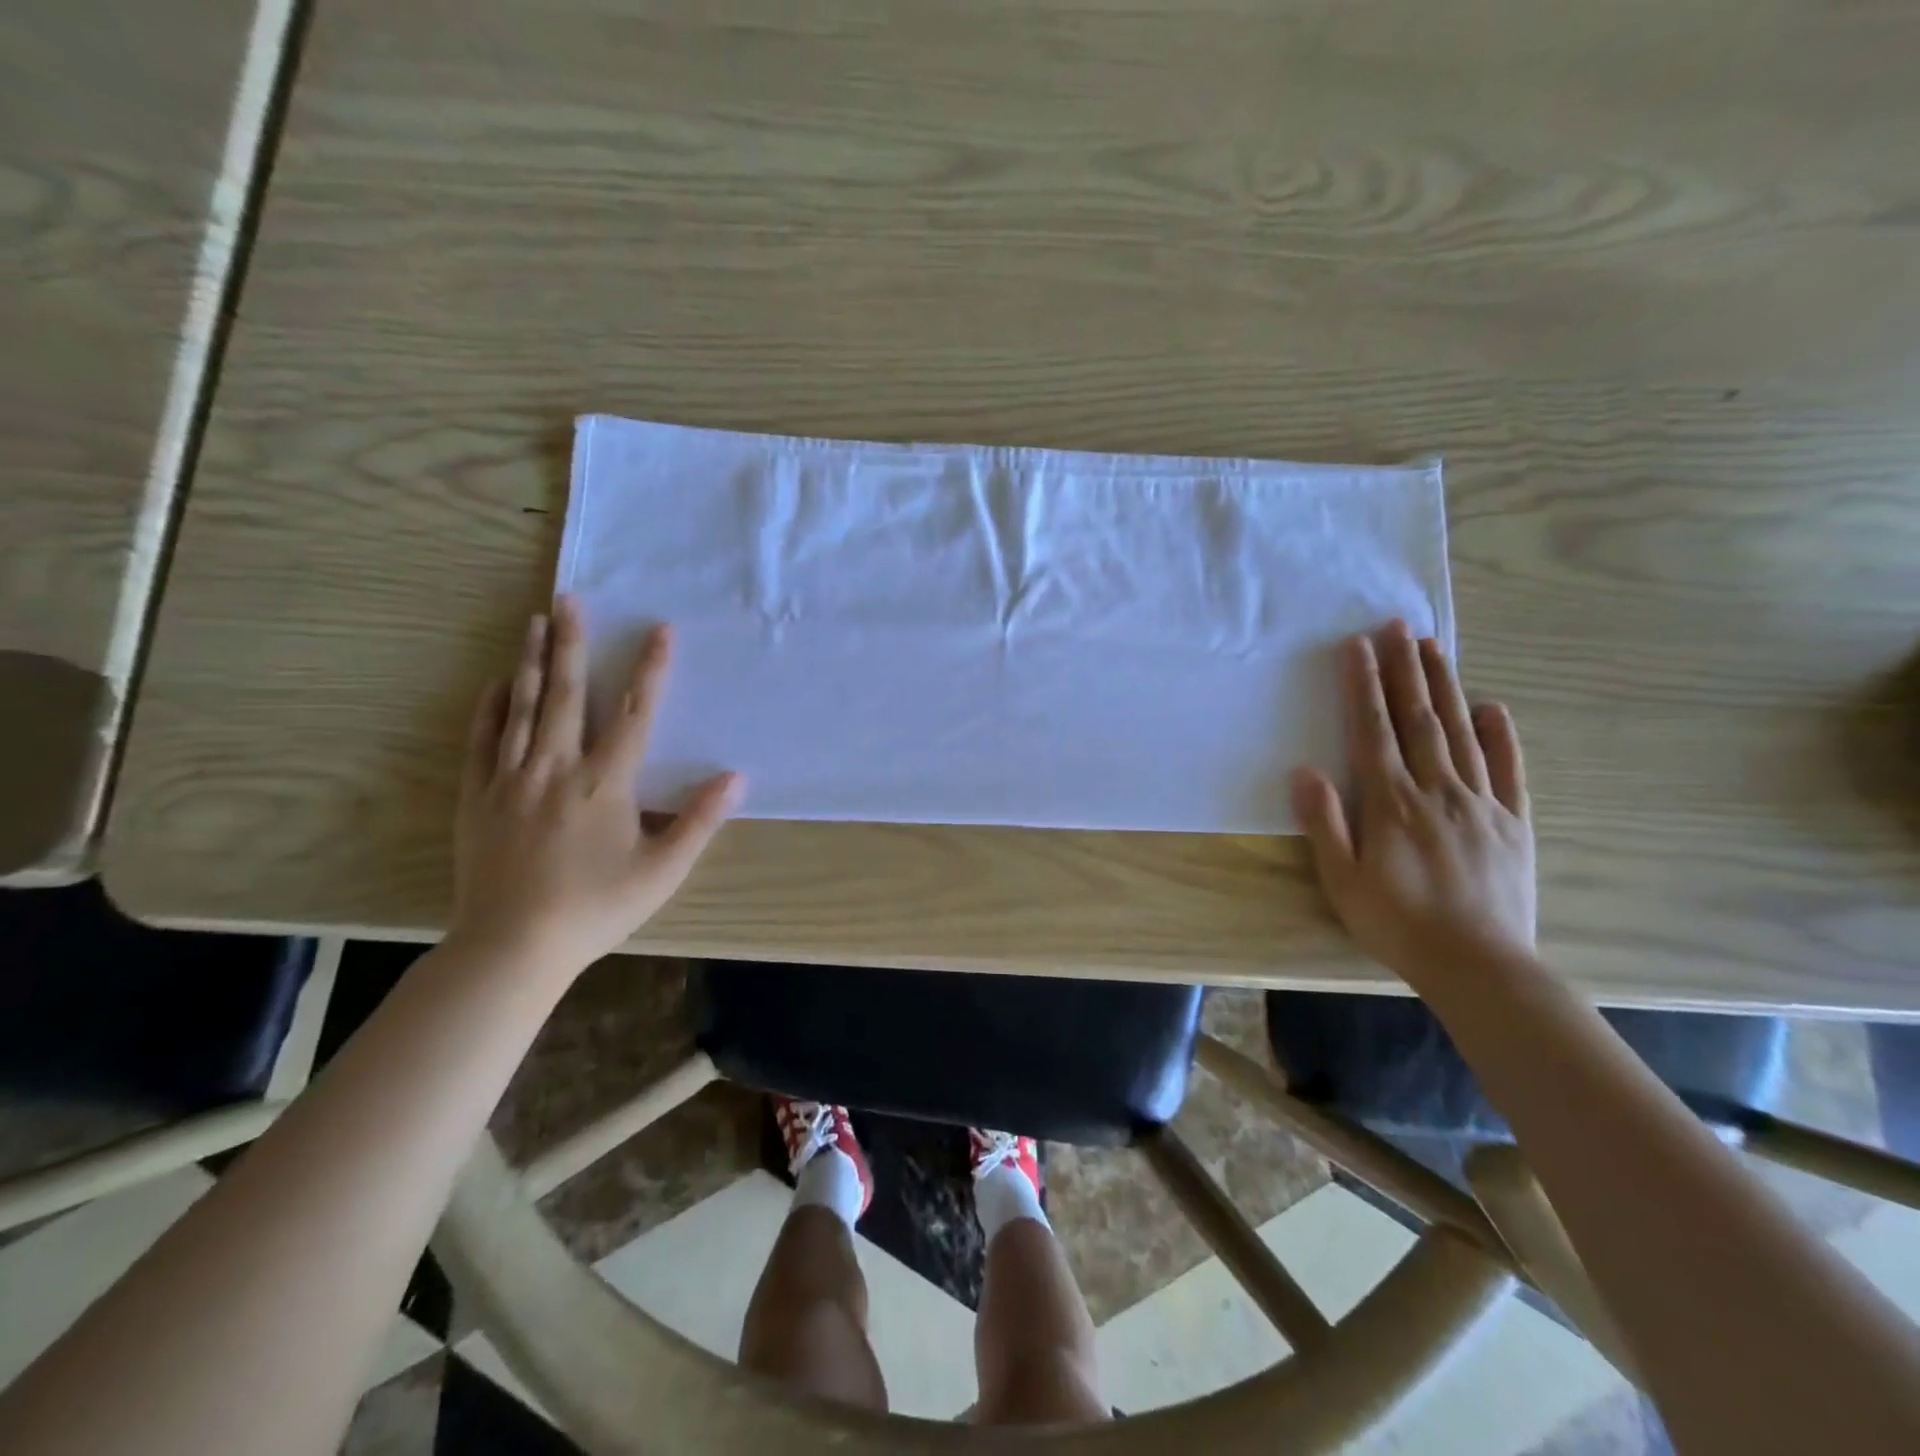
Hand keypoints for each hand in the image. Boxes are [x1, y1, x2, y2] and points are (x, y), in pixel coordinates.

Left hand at [451, 596, 741, 978]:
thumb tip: (735, 777)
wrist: (511, 947)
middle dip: (571, 643)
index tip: (659, 630)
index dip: (650, 669)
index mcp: (604, 783)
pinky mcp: (478, 798)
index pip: (633, 713)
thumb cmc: (596, 907)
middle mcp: (555, 767)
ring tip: (534, 621)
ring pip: (521, 707)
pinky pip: (482, 740)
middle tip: (569, 599)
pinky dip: (491, 706)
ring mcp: (510, 780)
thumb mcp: (662, 870)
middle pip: (566, 694)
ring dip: (530, 661)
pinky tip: (498, 683)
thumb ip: (699, 820)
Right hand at [1290, 620, 1535, 988]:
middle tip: (1398, 626)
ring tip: (1434, 648)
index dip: (1363, 686)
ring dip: (1445, 687)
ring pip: (1460, 732)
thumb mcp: (1341, 880)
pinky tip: (1492, 706)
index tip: (1357, 647)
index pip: (1373, 731)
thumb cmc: (1398, 923)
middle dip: (1405, 669)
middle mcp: (1437, 790)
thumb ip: (1325, 823)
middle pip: (1418, 719)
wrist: (1480, 966)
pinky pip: (1509, 769)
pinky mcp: (1513, 822)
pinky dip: (1501, 735)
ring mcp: (1481, 803)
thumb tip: (1306, 771)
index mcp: (1392, 803)